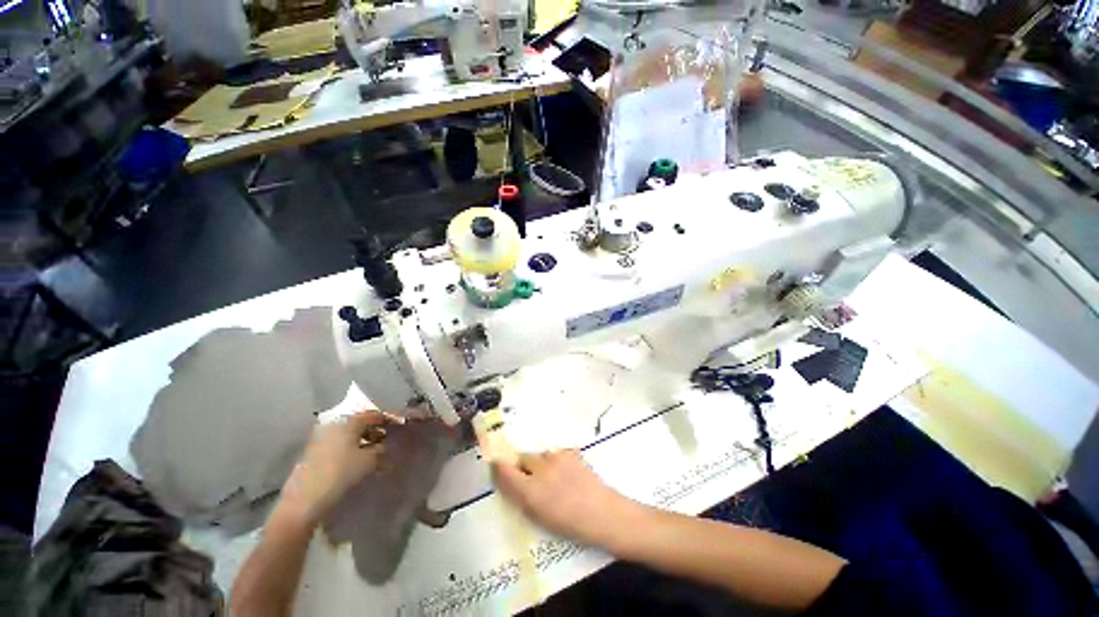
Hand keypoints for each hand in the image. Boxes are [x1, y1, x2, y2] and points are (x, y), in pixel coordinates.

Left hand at [280, 411, 388, 524]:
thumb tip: (385, 444)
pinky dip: (349, 448)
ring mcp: (321, 438)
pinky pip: (337, 444)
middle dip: (373, 430)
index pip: (372, 414)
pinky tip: (355, 460)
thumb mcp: (369, 461)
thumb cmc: (341, 474)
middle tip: (386, 440)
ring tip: (372, 452)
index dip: (386, 419)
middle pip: (358, 423)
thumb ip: (381, 449)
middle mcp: (333, 425)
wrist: (304, 500)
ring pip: (347, 434)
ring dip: (361, 440)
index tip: (397, 425)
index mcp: (348, 422)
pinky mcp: (313, 452)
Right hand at [492, 450, 636, 547]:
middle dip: (524, 465)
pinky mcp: (570, 452)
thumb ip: (523, 498)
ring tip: (552, 476)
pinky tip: (566, 471)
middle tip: (531, 477)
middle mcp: (540, 469)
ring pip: (540, 454)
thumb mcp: (540, 517)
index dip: (499, 466)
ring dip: (541, 462)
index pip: (505, 471)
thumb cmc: (570, 524)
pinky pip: (556, 453)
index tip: (496, 464)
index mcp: (530, 491)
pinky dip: (556, 460)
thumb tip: (512, 483)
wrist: (601, 512)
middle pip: (523, 457)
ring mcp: (556, 458)